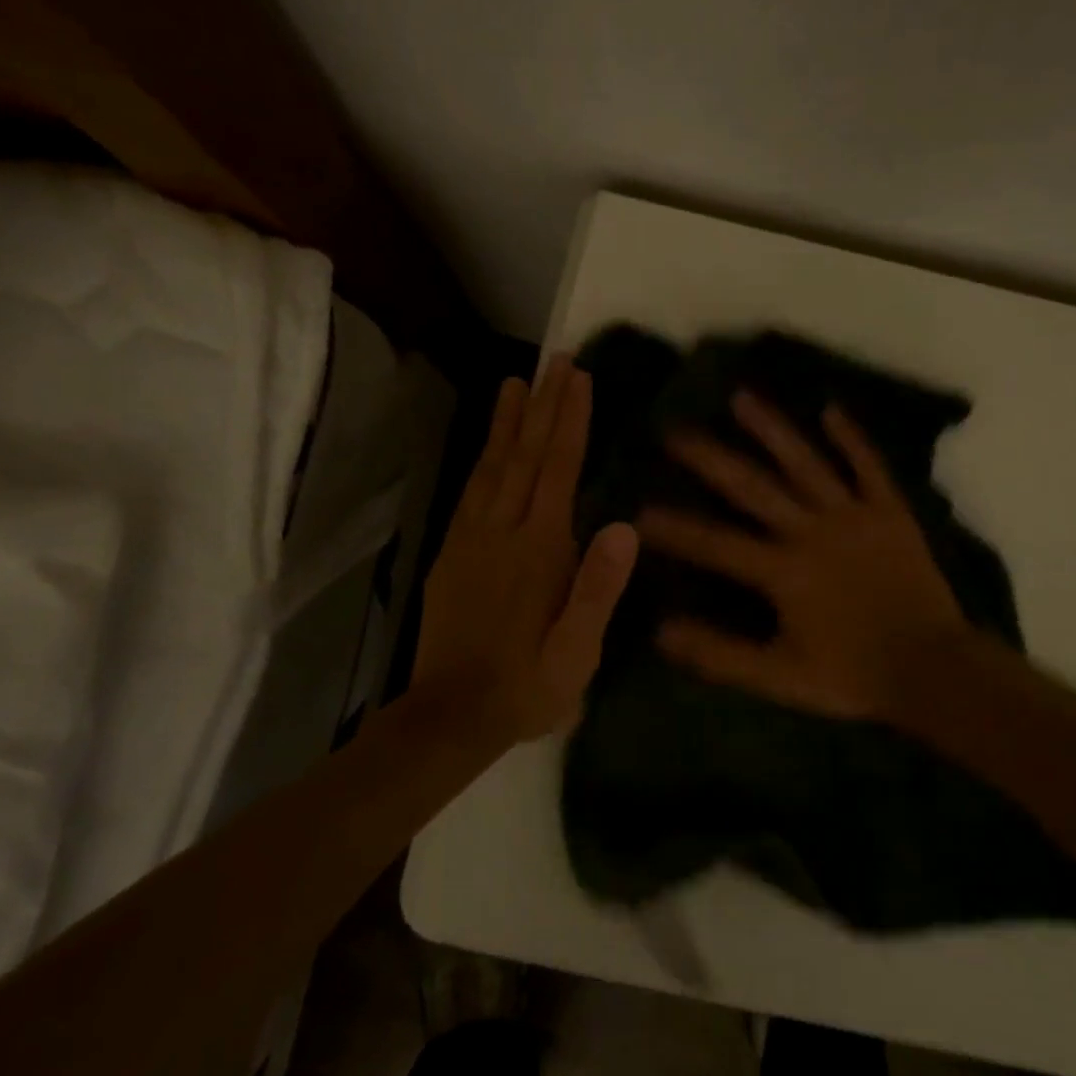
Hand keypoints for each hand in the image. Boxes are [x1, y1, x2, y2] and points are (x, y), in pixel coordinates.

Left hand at [412, 359, 637, 743]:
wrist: (450, 716)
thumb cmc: (528, 684)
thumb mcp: (577, 651)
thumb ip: (599, 588)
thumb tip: (624, 525)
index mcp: (538, 549)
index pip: (557, 469)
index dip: (570, 420)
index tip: (578, 377)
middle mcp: (502, 531)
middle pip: (524, 455)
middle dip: (542, 404)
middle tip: (554, 360)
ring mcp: (470, 539)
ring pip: (492, 466)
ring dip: (507, 421)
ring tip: (515, 382)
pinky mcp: (451, 553)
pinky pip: (470, 492)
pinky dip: (482, 458)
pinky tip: (489, 446)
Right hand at [637, 392, 968, 722]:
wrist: (934, 668)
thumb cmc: (853, 675)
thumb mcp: (780, 677)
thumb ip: (720, 655)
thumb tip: (661, 631)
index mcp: (784, 570)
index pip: (716, 544)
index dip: (674, 528)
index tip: (637, 508)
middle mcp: (813, 530)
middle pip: (753, 487)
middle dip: (710, 458)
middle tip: (675, 430)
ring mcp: (854, 514)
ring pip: (806, 462)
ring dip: (772, 428)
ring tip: (741, 396)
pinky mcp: (890, 510)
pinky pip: (868, 466)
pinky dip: (850, 437)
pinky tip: (830, 408)